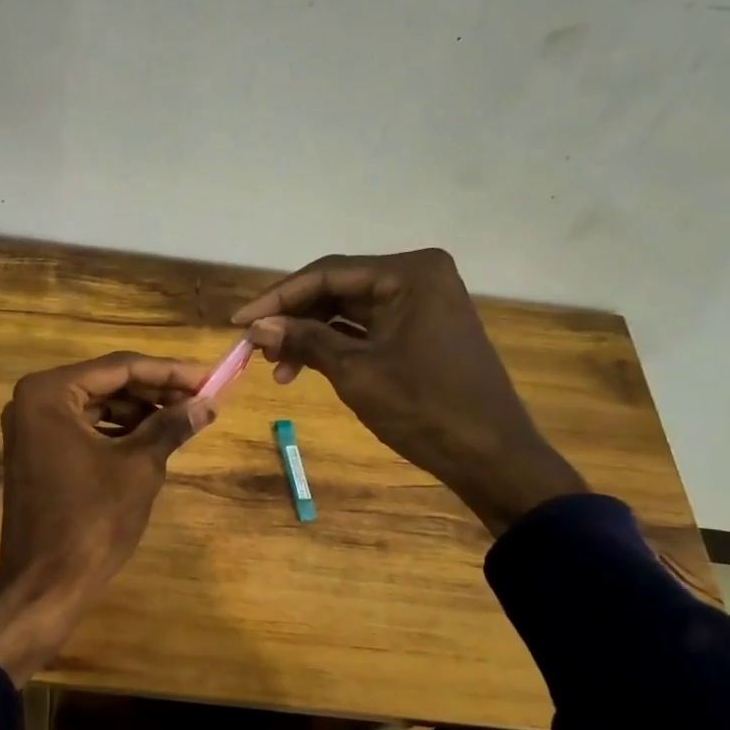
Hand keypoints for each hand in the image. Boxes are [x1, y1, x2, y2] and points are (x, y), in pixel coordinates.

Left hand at [0, 352, 214, 683]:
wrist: (46, 584)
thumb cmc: (92, 520)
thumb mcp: (139, 467)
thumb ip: (171, 426)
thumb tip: (208, 404)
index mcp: (49, 393)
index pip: (119, 367)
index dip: (168, 371)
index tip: (208, 376)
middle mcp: (33, 400)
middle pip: (106, 383)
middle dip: (155, 390)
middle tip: (201, 397)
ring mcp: (31, 427)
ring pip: (96, 404)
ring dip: (139, 410)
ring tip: (184, 417)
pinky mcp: (37, 451)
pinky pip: (84, 427)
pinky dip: (118, 429)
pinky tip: (153, 436)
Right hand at [233, 250, 585, 535]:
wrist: (491, 456)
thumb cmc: (424, 408)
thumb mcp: (356, 373)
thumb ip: (304, 341)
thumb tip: (257, 327)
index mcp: (409, 273)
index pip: (327, 274)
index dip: (277, 298)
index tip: (238, 321)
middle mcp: (417, 277)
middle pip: (337, 289)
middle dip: (293, 318)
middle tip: (254, 347)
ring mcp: (422, 304)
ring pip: (348, 311)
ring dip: (310, 335)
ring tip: (276, 367)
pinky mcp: (421, 330)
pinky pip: (366, 328)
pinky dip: (334, 346)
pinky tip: (303, 367)